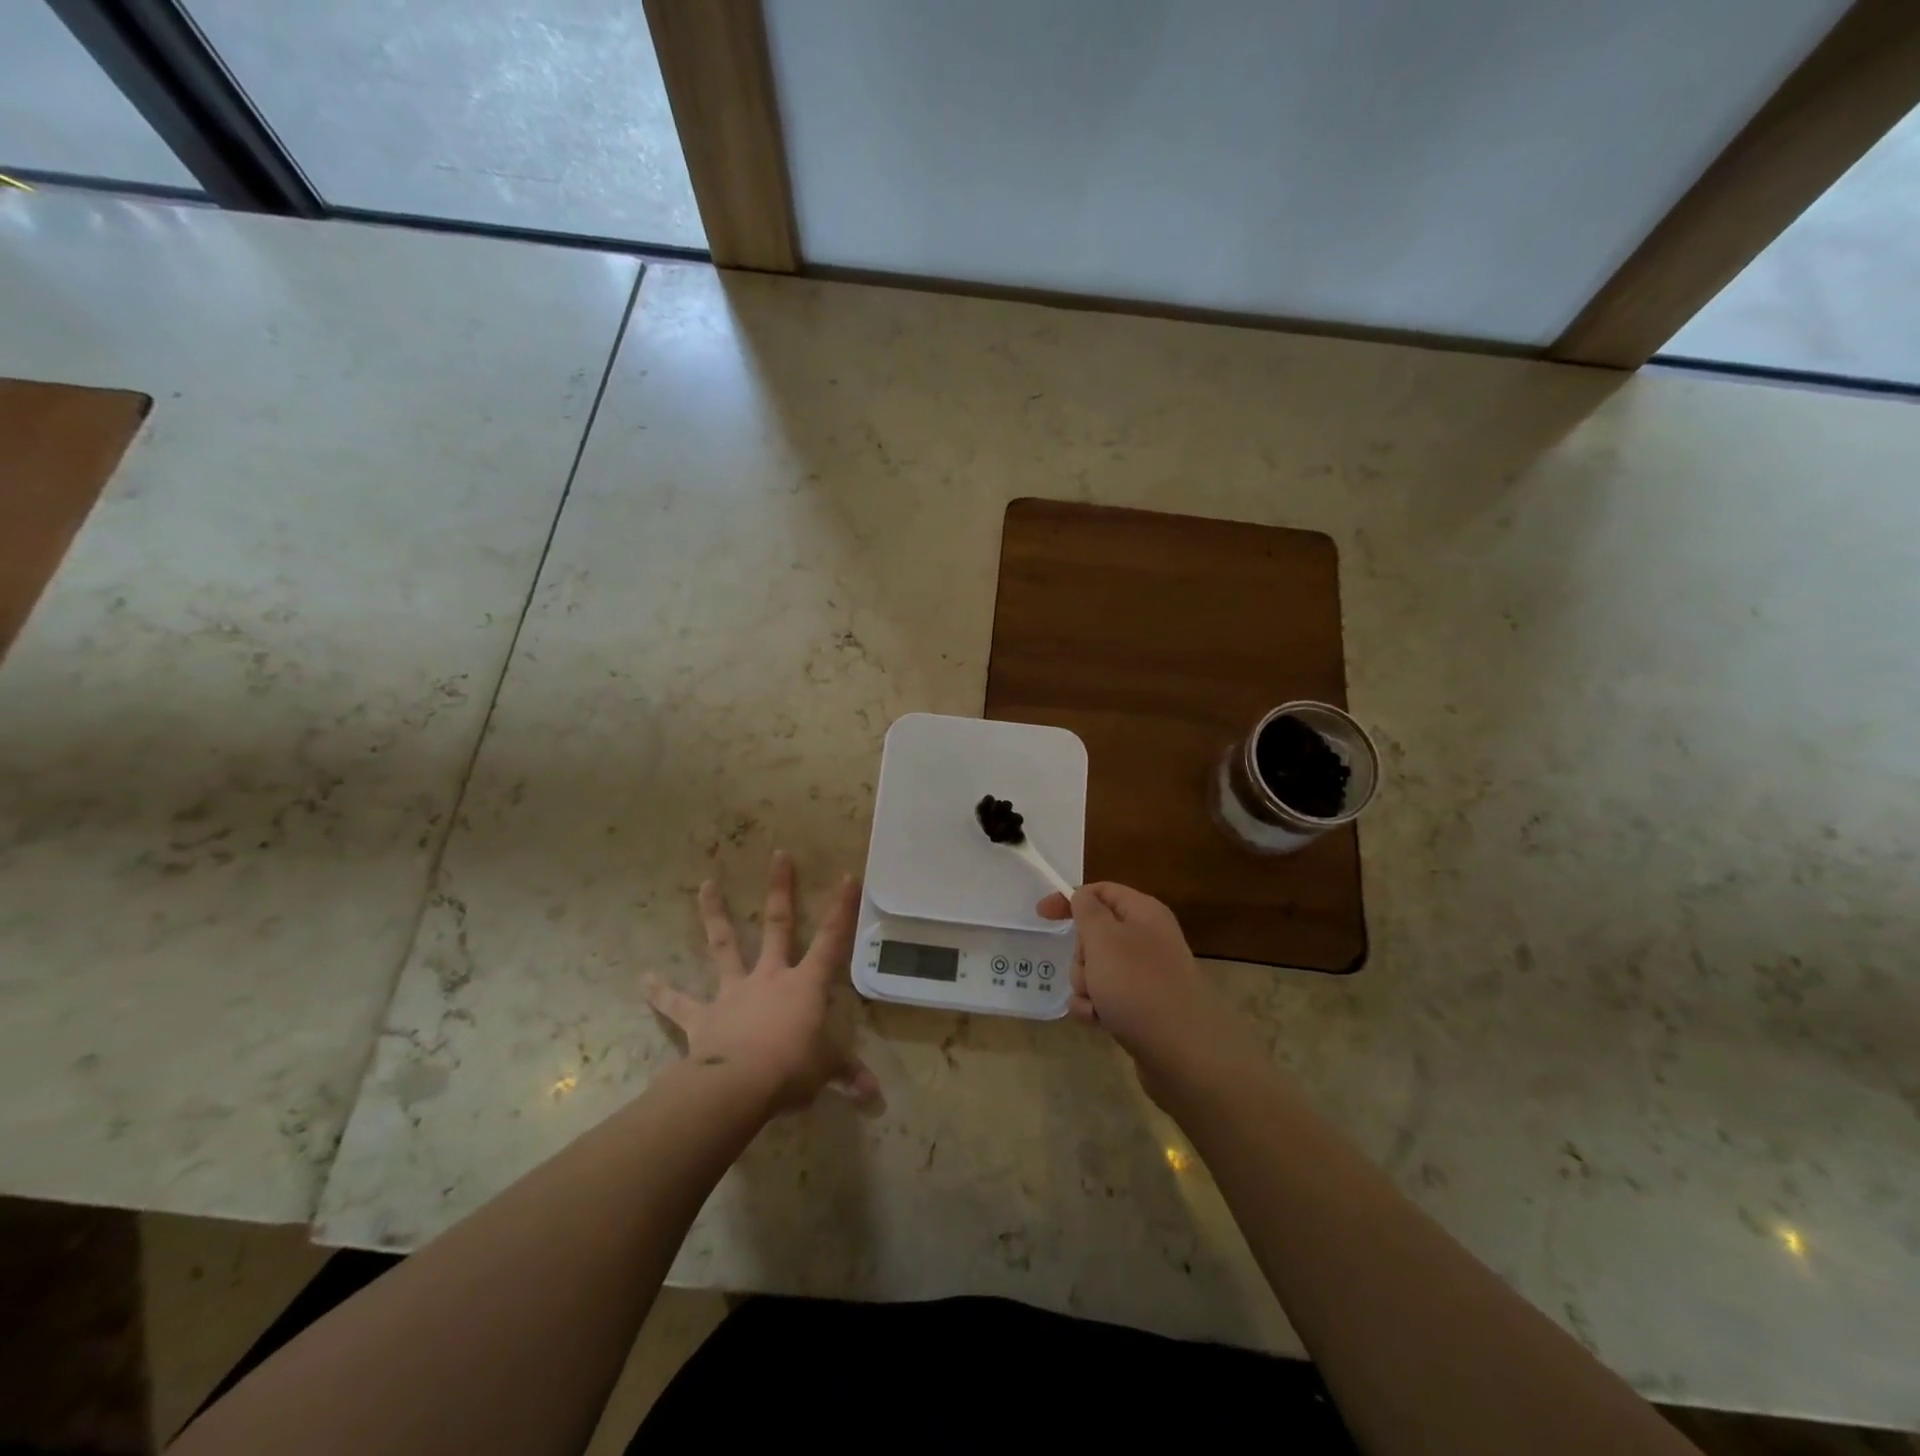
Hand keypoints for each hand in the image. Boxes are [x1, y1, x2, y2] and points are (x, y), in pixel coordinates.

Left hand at [646, 851, 881, 1114]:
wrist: (738, 1085)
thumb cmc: (791, 1069)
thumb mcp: (826, 1071)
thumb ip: (848, 1076)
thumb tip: (875, 1098)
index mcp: (805, 985)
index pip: (831, 940)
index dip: (842, 909)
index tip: (847, 875)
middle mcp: (770, 977)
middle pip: (777, 924)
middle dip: (780, 889)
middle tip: (778, 854)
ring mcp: (734, 992)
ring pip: (725, 946)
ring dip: (715, 914)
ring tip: (706, 884)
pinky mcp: (703, 1016)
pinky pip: (679, 1003)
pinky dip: (661, 992)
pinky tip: (643, 979)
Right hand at [1038, 882, 1233, 1091]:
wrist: (1183, 1053)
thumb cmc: (1138, 985)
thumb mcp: (1104, 938)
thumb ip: (1087, 910)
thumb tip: (1083, 896)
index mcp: (1144, 913)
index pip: (1101, 892)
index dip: (1070, 899)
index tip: (1041, 915)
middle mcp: (1147, 939)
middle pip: (1095, 934)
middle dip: (1081, 955)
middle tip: (1090, 970)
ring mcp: (1145, 976)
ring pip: (1096, 969)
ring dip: (1086, 985)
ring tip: (1098, 1002)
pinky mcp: (1141, 1007)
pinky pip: (1105, 997)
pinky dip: (1095, 1007)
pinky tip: (1099, 1022)